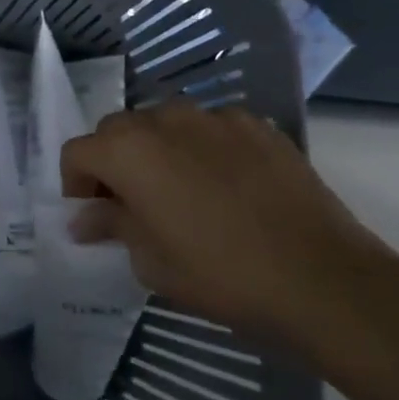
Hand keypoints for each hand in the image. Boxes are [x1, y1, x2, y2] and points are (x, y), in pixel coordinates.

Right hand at [59, 103, 398, 355]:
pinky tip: (225, 187)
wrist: (323, 280)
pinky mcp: (259, 127)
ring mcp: (216, 118)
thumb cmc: (220, 275)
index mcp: (129, 151)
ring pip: (165, 124)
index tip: (93, 216)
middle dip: (112, 162)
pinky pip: (212, 129)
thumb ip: (112, 226)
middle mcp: (166, 120)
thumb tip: (86, 218)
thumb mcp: (150, 262)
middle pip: (117, 130)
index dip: (75, 184)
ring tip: (180, 193)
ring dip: (157, 151)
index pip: (77, 152)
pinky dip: (204, 149)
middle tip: (130, 204)